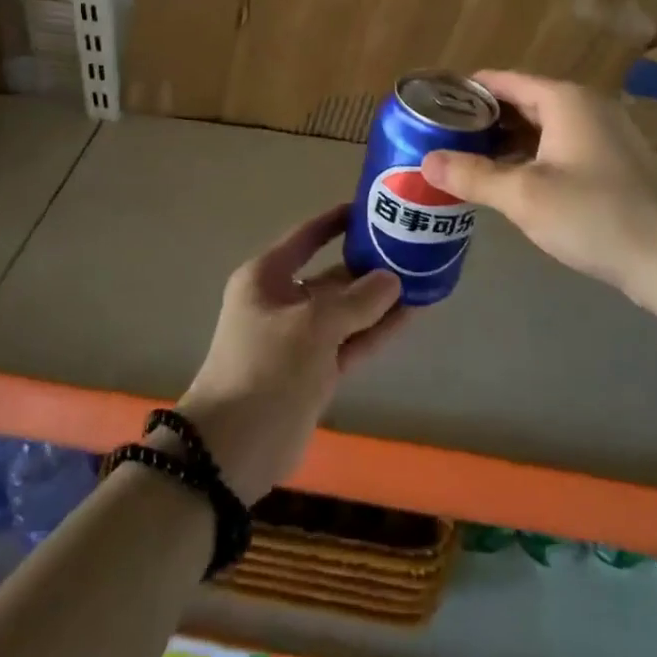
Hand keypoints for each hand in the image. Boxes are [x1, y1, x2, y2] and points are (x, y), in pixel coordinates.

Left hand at [177, 205, 403, 504]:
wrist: (235, 448)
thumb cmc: (265, 368)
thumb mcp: (311, 326)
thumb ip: (356, 301)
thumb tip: (393, 279)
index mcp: (267, 277)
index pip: (307, 236)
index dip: (337, 221)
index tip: (371, 208)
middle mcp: (284, 300)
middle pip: (332, 273)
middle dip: (369, 264)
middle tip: (411, 248)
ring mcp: (301, 337)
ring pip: (347, 310)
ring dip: (379, 298)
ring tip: (422, 278)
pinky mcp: (317, 370)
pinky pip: (352, 340)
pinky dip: (377, 330)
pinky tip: (410, 315)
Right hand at [421, 70, 656, 299]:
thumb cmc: (595, 216)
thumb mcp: (523, 196)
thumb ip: (472, 175)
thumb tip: (426, 161)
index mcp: (565, 100)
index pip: (503, 80)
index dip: (466, 91)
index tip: (431, 105)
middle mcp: (588, 107)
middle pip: (523, 102)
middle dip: (483, 120)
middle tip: (442, 138)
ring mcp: (607, 135)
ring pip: (543, 128)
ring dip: (506, 142)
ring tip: (468, 161)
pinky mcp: (616, 164)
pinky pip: (562, 148)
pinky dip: (532, 157)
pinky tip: (512, 182)